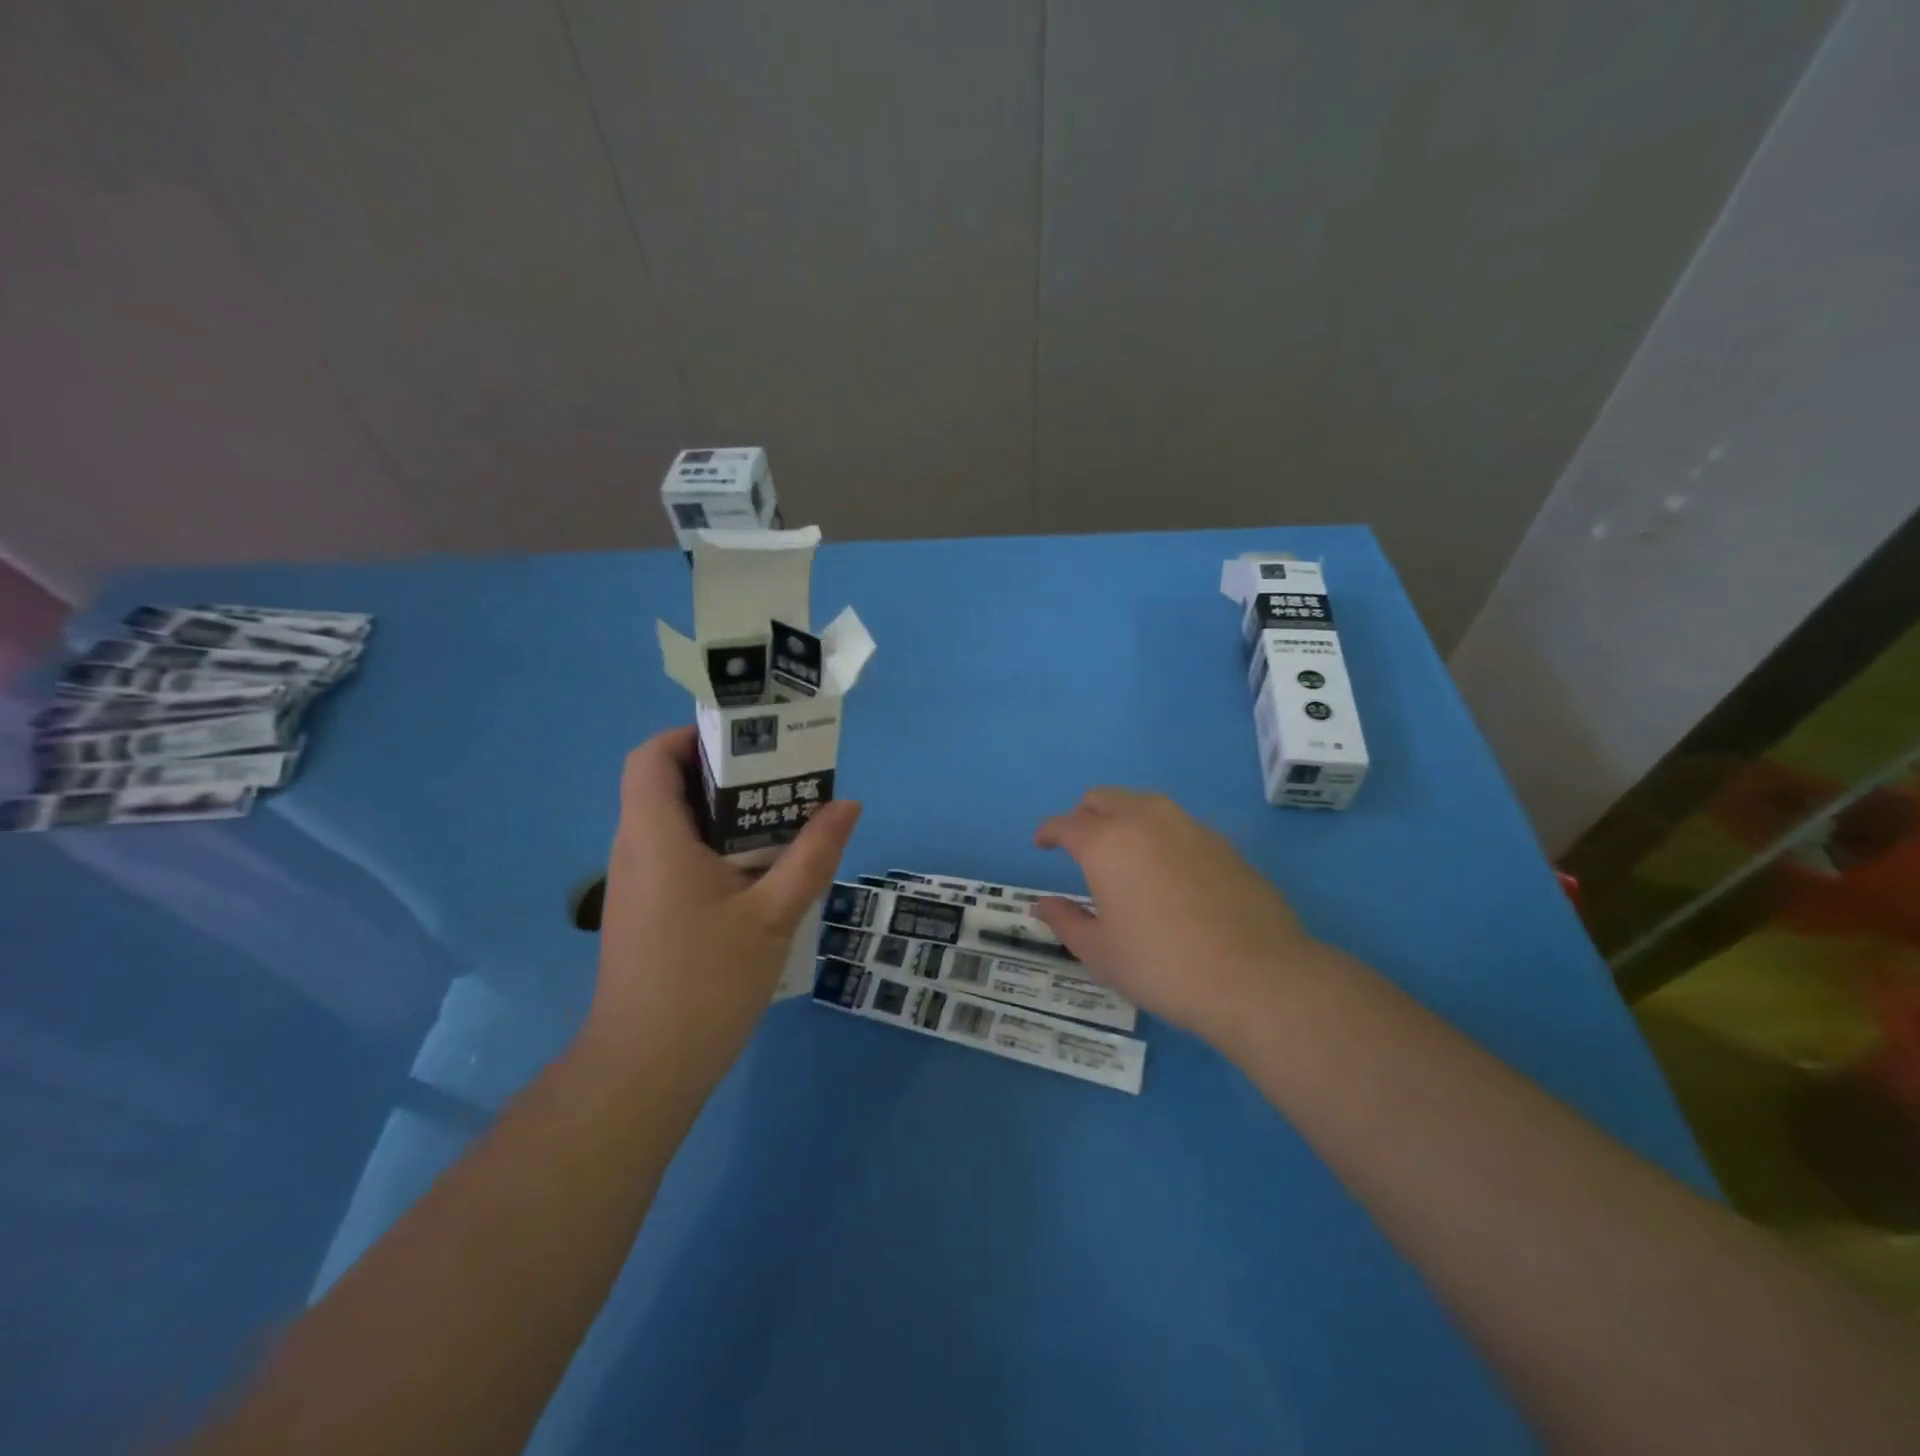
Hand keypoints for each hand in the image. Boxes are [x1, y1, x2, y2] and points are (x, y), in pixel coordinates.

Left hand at [585, 727, 859, 1084]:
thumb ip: (813, 855)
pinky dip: (715, 848)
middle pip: (667, 785)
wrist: (645, 1070)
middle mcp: (635, 850)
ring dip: (724, 815)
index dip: (692, 737)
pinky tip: (760, 874)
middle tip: (783, 780)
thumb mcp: (774, 914)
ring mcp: (636, 885)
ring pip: (675, 824)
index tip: (747, 744)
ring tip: (782, 821)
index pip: (652, 757)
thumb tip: (848, 805)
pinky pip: (677, 857)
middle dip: (725, 774)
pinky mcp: (645, 912)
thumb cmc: (706, 982)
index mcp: (655, 837)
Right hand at [1032, 788, 1323, 1051]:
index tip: (1041, 843)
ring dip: (1122, 817)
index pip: (1066, 823)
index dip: (1048, 831)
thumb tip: (1042, 904)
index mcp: (1106, 842)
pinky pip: (1176, 823)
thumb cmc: (1163, 966)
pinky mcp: (1222, 842)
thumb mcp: (1101, 953)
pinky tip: (1165, 869)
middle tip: (1078, 846)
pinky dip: (1157, 833)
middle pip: (1103, 798)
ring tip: (1121, 853)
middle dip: (1083, 816)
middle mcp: (1145, 820)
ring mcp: (1188, 826)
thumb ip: (1066, 921)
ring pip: (1142, 803)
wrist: (1257, 976)